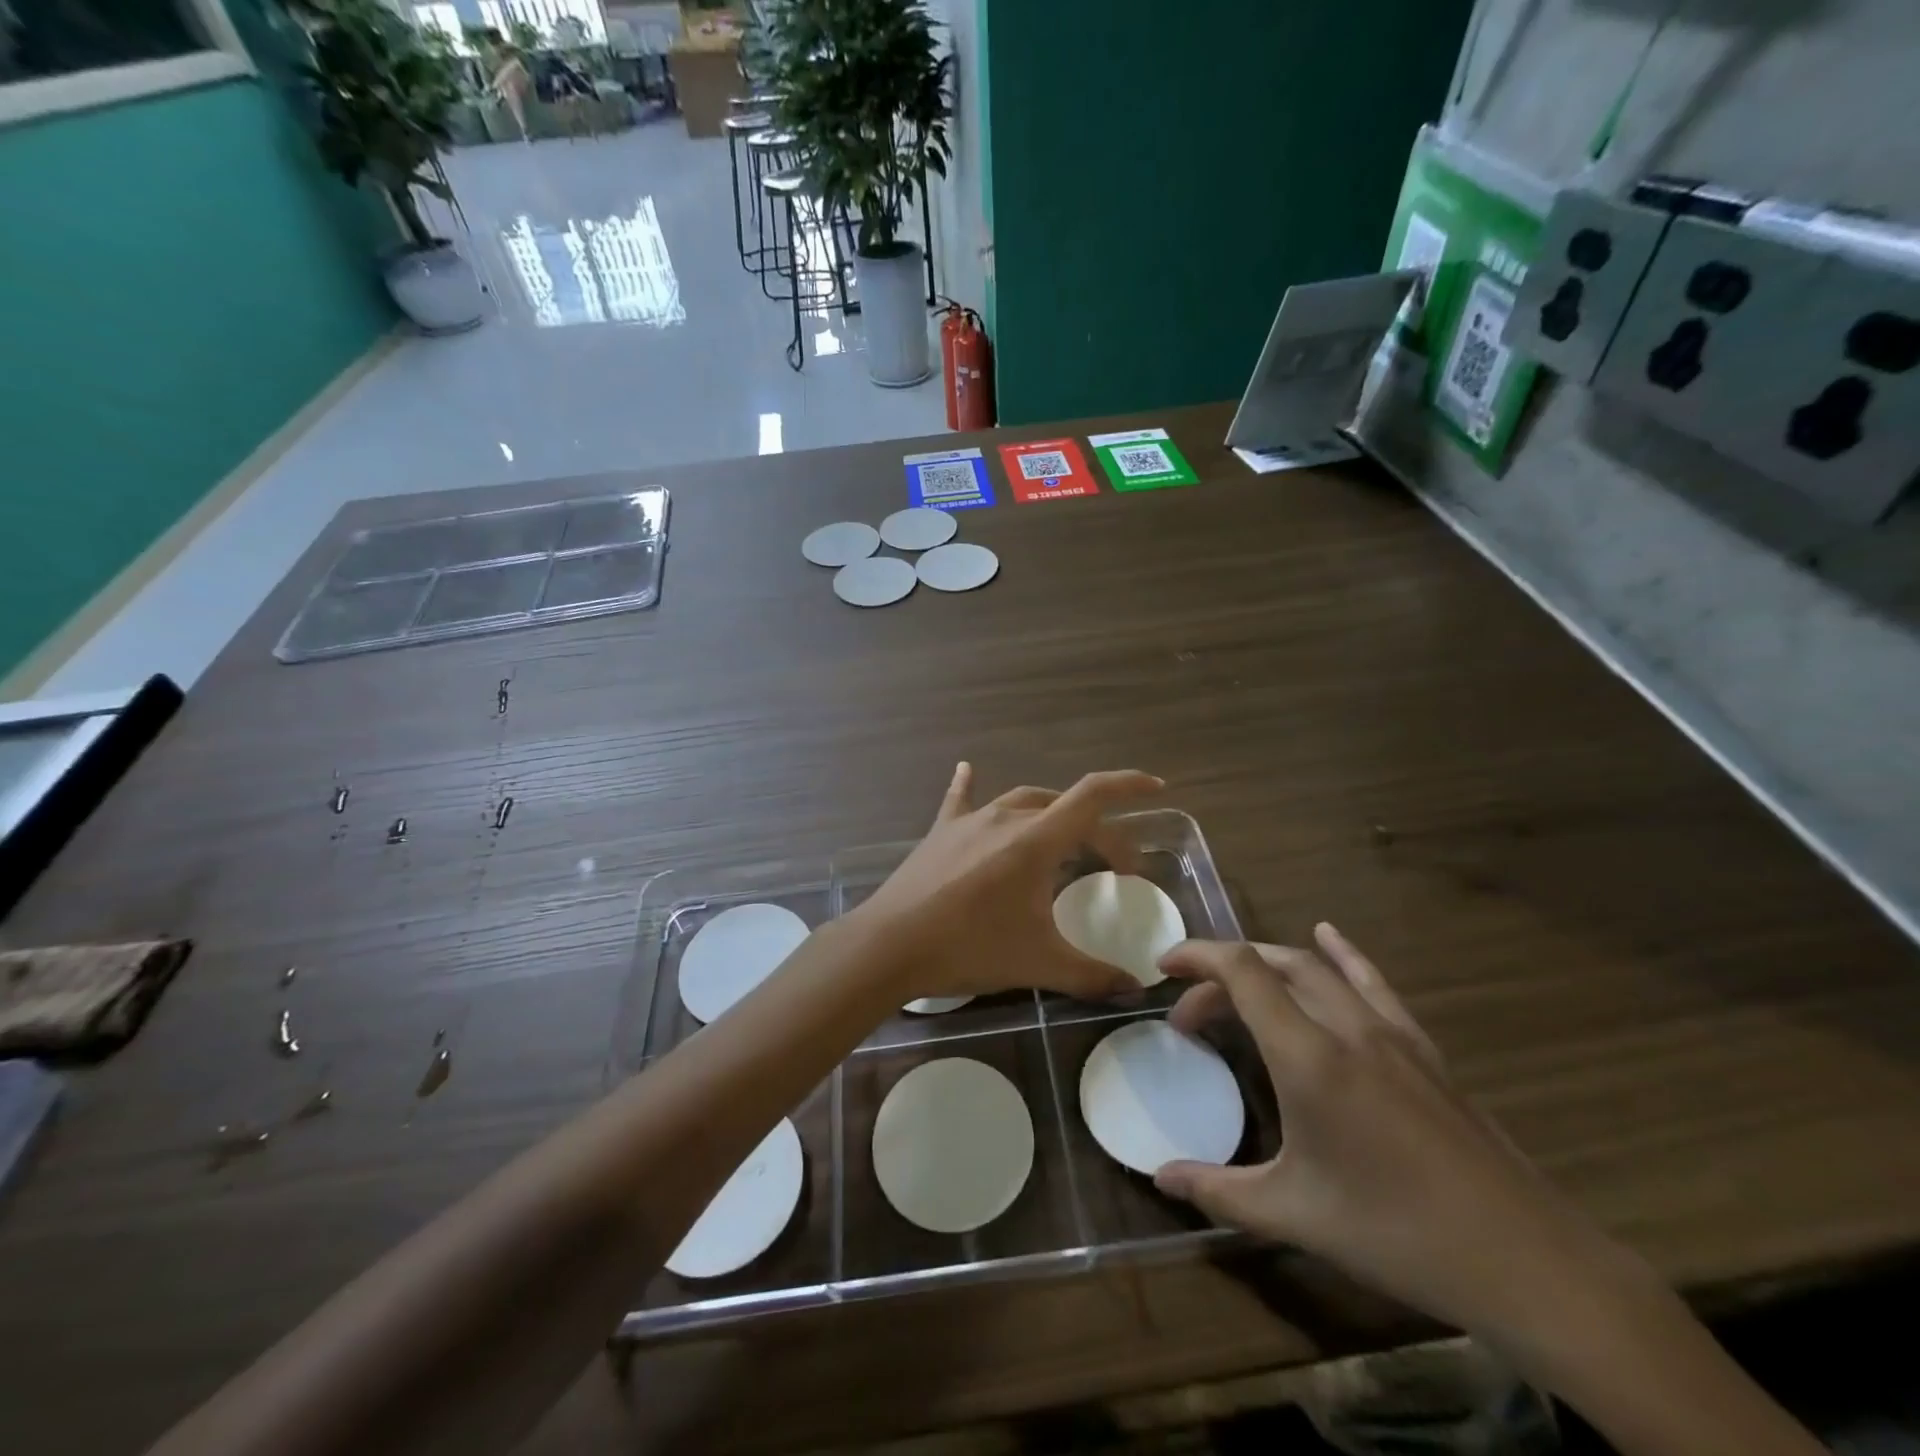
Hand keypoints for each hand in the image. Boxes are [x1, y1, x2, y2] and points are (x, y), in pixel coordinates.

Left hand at [852, 763, 1163, 1003]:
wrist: (890, 946)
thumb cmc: (969, 948)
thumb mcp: (1038, 964)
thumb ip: (1092, 975)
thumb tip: (1135, 988)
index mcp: (1035, 841)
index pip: (1092, 797)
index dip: (1128, 786)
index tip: (1156, 787)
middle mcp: (1005, 818)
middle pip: (1063, 807)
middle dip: (1097, 829)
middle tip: (1113, 865)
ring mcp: (969, 821)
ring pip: (1021, 801)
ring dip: (1050, 814)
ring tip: (1064, 838)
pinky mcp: (940, 833)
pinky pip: (960, 800)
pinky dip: (970, 786)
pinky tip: (966, 768)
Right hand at [1154, 926, 1649, 1364]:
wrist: (1526, 1261)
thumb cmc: (1398, 1234)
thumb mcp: (1295, 1216)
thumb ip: (1218, 1190)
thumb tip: (1158, 1177)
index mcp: (1309, 1057)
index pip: (1242, 971)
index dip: (1197, 956)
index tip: (1162, 968)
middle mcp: (1347, 1026)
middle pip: (1272, 965)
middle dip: (1221, 975)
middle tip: (1191, 1016)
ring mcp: (1391, 1033)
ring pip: (1318, 967)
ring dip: (1268, 965)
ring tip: (1238, 988)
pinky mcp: (1423, 1048)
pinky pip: (1372, 982)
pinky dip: (1341, 954)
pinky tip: (1328, 936)